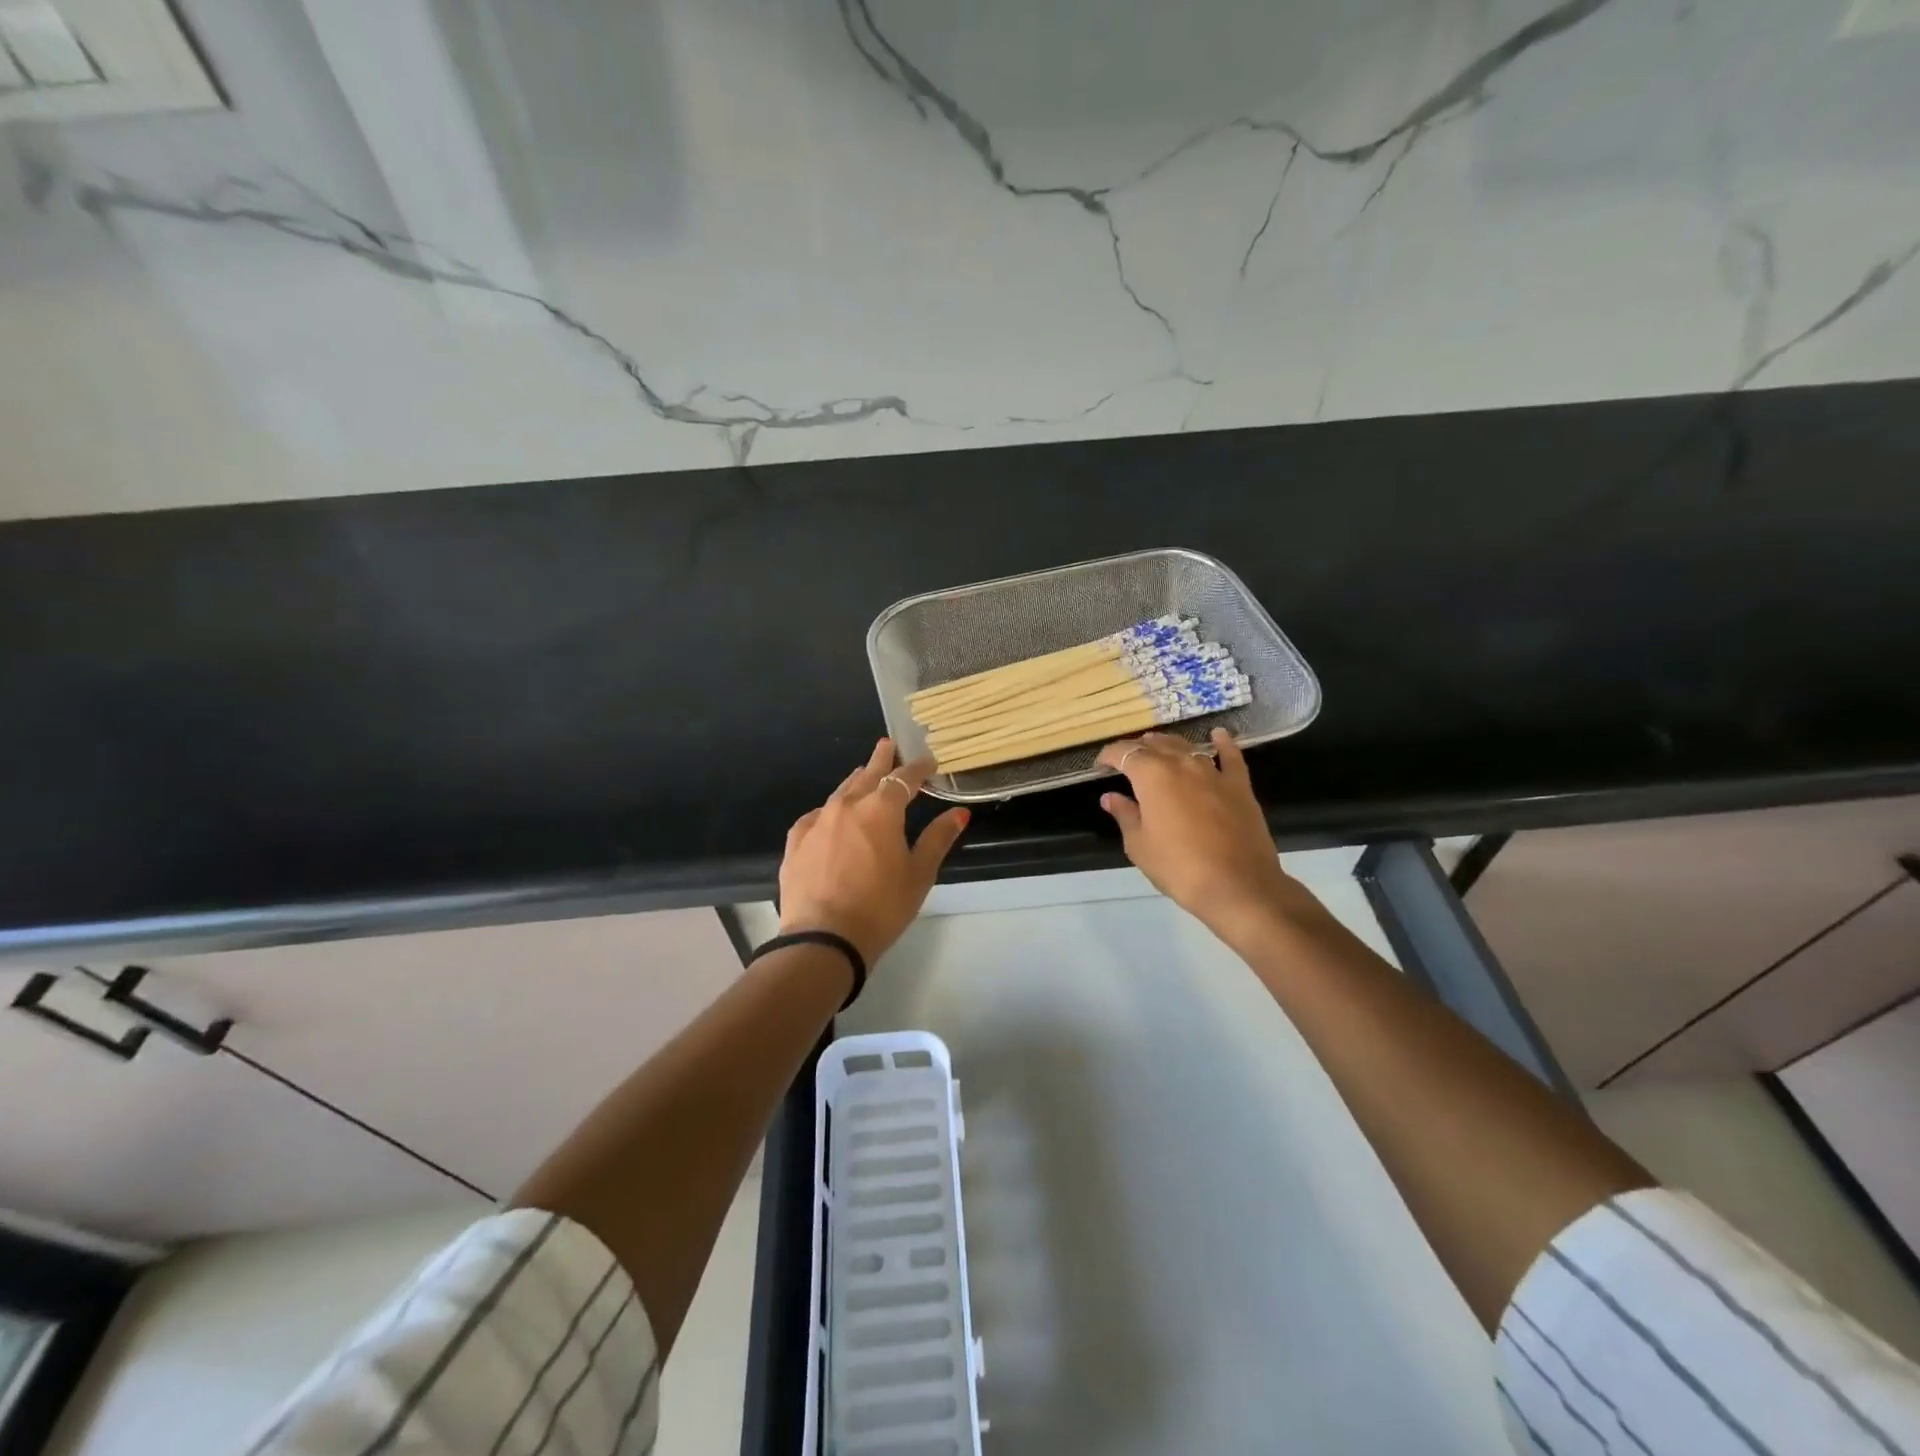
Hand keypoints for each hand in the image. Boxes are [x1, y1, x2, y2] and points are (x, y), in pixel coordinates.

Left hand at [778, 738, 970, 966]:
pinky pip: (817, 816)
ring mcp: (817, 822)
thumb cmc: (881, 907)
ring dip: (856, 782)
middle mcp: (847, 806)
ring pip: (841, 792)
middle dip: (882, 760)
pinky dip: (830, 811)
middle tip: (888, 745)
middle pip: (868, 774)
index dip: (918, 768)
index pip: (904, 778)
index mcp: (881, 810)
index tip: (929, 761)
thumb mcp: (919, 874)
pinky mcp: (796, 841)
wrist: (823, 939)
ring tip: (864, 775)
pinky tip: (831, 817)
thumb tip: (959, 813)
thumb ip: (938, 838)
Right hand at [1096, 728, 1297, 936]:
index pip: (1124, 753)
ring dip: (1169, 745)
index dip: (1108, 756)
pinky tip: (1218, 735)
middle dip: (1138, 749)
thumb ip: (1125, 815)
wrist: (1237, 886)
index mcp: (1152, 775)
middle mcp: (1182, 764)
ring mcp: (1214, 772)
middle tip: (1127, 762)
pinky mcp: (1239, 785)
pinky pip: (1231, 756)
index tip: (1100, 766)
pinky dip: (1223, 743)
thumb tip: (1110, 797)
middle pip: (1156, 745)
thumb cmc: (1178, 867)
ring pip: (1187, 747)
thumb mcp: (1139, 845)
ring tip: (1158, 748)